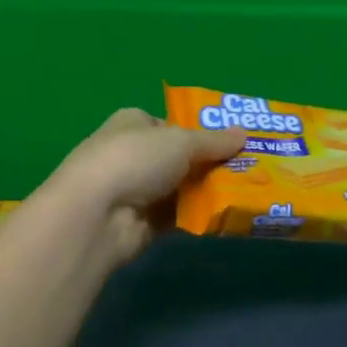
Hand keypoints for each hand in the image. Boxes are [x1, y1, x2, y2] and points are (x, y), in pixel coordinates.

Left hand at [47, 108, 244, 264]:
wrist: (97, 215)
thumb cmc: (135, 160)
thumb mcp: (181, 141)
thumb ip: (214, 140)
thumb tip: (244, 134)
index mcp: (133, 123)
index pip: (170, 124)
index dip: (200, 131)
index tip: (233, 141)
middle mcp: (132, 153)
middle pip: (179, 157)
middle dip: (210, 163)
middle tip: (249, 167)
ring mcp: (135, 190)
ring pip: (181, 187)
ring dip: (207, 191)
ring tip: (246, 191)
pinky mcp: (142, 222)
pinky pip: (178, 215)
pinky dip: (198, 215)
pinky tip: (226, 215)